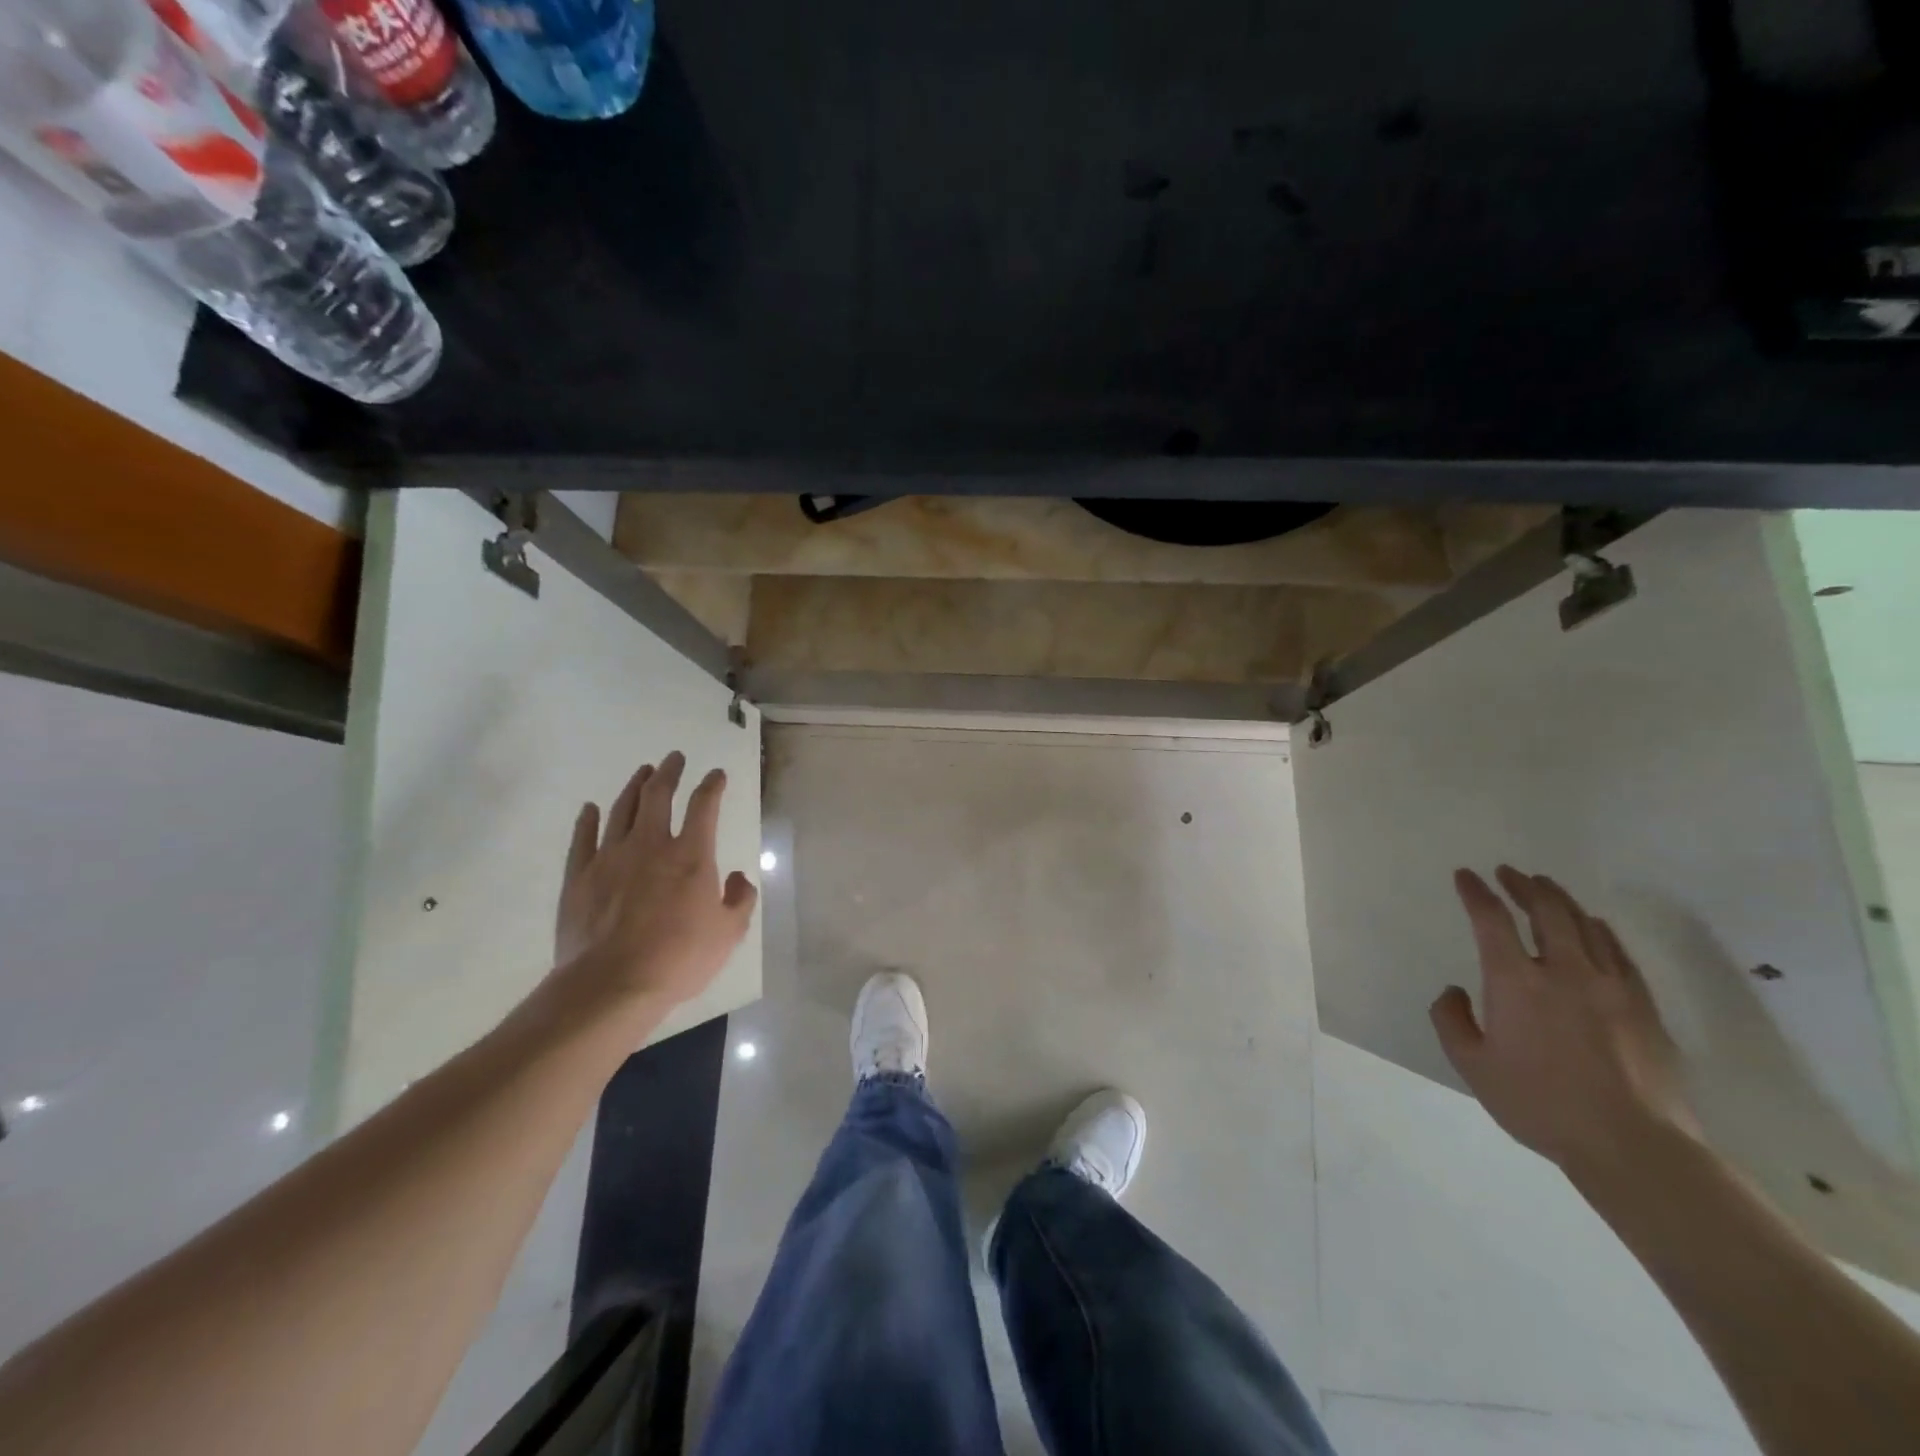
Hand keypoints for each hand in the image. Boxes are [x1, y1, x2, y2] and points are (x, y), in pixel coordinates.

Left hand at [552, 752, 758, 1017]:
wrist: (611, 984)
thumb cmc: (678, 959)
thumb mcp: (729, 933)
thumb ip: (740, 900)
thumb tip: (739, 877)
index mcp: (692, 856)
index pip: (704, 806)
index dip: (712, 785)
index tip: (717, 774)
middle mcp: (651, 845)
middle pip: (658, 795)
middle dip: (669, 772)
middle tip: (674, 758)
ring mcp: (610, 858)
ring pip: (622, 810)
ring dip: (634, 787)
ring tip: (642, 773)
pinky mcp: (579, 877)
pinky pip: (583, 838)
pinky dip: (587, 820)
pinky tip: (589, 809)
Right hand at [1432, 866, 1700, 1178]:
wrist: (1633, 1145)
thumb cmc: (1540, 1104)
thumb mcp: (1472, 1066)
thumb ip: (1451, 1021)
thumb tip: (1454, 991)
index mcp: (1515, 981)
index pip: (1491, 920)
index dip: (1476, 893)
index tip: (1466, 876)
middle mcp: (1563, 971)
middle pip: (1545, 911)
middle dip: (1523, 885)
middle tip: (1509, 872)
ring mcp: (1610, 986)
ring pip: (1584, 925)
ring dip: (1560, 900)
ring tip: (1545, 888)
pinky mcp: (1643, 1006)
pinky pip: (1618, 952)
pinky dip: (1598, 930)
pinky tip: (1593, 926)